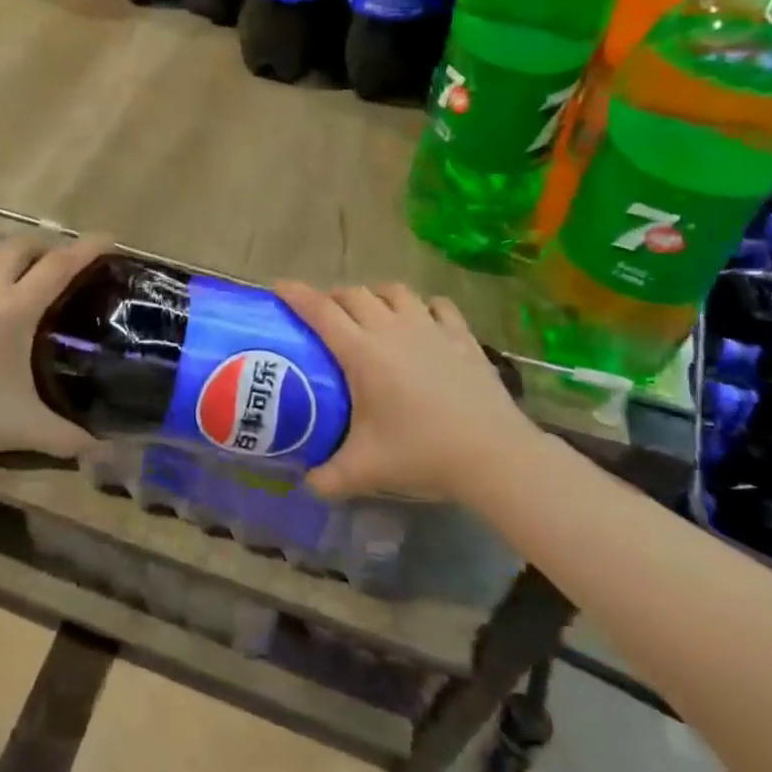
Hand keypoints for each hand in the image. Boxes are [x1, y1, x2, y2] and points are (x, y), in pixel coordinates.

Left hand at [0, 235, 106, 465]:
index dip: (88, 247)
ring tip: (19, 280)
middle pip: (23, 245)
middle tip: (61, 269)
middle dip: (48, 249)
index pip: (60, 264)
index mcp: (13, 309)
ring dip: (11, 257)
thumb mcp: (23, 428)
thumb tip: (104, 452)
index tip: (109, 239)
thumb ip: (69, 437)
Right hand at [274, 281, 535, 501]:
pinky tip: (422, 320)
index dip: (296, 294)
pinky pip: (437, 305)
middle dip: (333, 298)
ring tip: (371, 313)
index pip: (320, 310)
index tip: (278, 287)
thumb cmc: (422, 453)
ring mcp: (430, 327)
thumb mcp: (365, 471)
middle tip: (324, 317)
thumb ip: (327, 478)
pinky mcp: (462, 336)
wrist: (493, 454)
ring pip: (395, 291)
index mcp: (362, 352)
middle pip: (354, 294)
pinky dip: (422, 306)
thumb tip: (306, 484)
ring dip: (375, 296)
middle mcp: (392, 328)